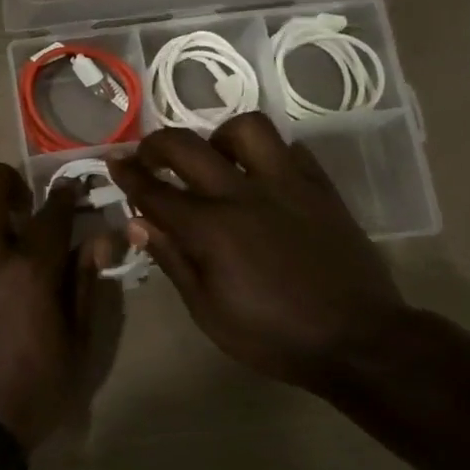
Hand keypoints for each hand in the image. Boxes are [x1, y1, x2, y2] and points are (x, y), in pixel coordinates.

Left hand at [0, 164, 114, 451]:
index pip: (51, 212)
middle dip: (7, 180)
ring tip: (8, 251)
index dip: (67, 193)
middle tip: (26, 206)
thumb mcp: (77, 347)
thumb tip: (99, 239)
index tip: (73, 187)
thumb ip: (86, 286)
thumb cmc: (31, 392)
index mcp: (28, 271)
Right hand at [109, 114, 406, 390]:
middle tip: (148, 156)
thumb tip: (137, 223)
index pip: (155, 191)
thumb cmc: (271, 335)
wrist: (356, 340)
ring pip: (247, 129)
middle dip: (157, 144)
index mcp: (211, 228)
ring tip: (214, 160)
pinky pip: (291, 149)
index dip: (128, 175)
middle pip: (188, 146)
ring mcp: (288, 184)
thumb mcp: (207, 310)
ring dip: (219, 137)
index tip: (112, 162)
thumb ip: (172, 259)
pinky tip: (261, 175)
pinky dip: (267, 154)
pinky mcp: (321, 188)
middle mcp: (244, 193)